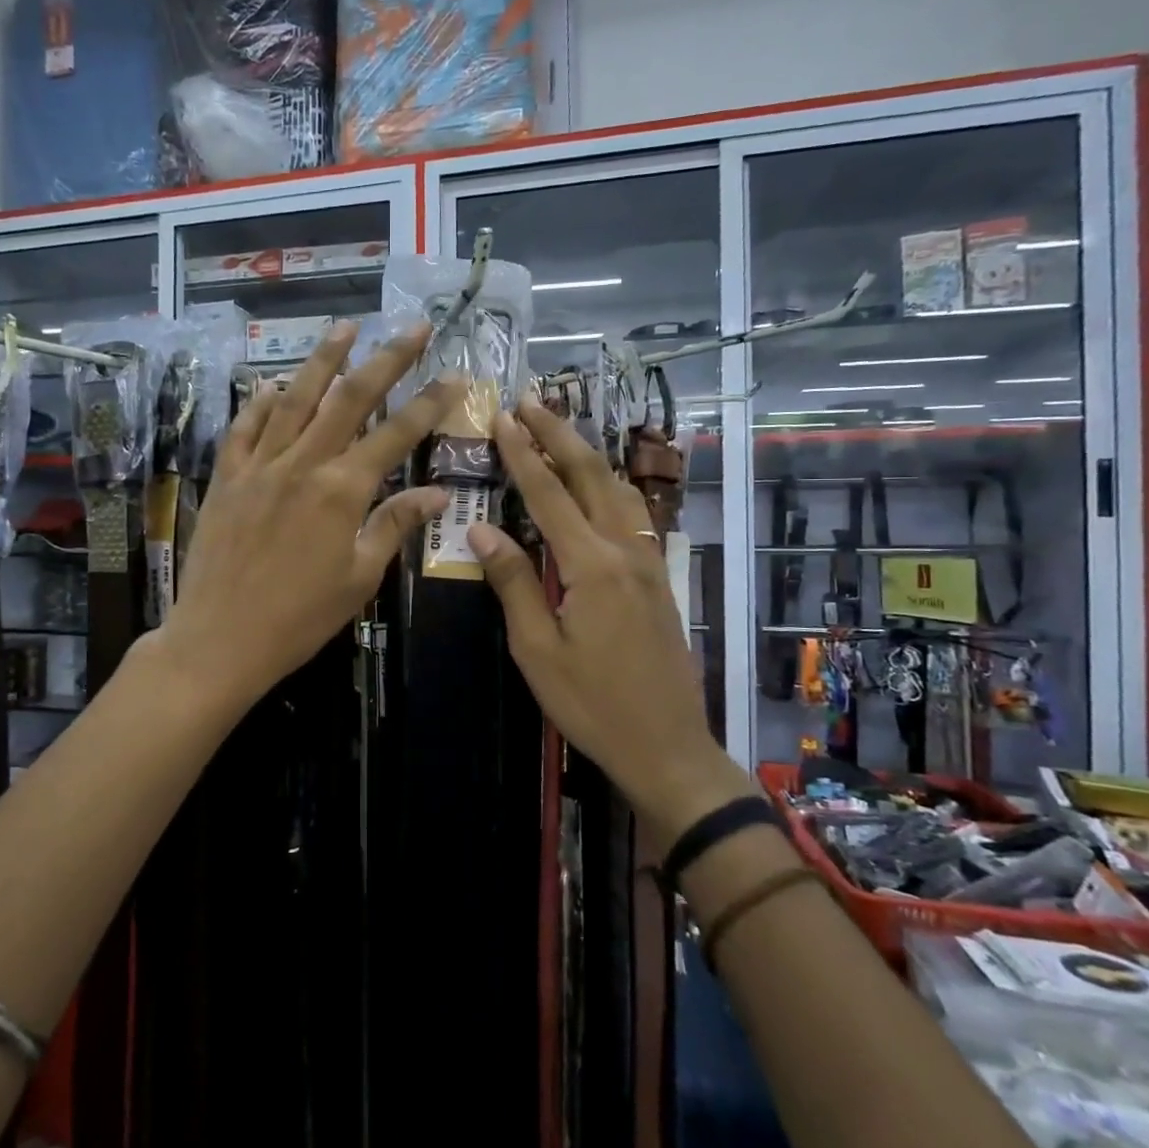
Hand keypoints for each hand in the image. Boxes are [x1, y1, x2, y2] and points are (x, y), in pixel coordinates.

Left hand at [156, 321, 458, 712]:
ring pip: (295, 399)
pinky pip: (245, 427)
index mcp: (342, 491)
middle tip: (412, 327)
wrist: (220, 639)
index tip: (455, 374)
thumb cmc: (299, 618)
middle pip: (350, 399)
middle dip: (386, 359)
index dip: (429, 402)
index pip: (396, 434)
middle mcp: (303, 464)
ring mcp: (260, 466)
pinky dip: (260, 401)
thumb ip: (394, 526)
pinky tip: (273, 383)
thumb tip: (437, 494)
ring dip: (323, 360)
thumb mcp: (359, 578)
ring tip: (344, 327)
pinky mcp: (227, 477)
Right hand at [466, 398, 754, 840]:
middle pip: (592, 475)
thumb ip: (514, 583)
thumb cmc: (592, 704)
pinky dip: (608, 484)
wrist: (667, 746)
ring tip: (559, 429)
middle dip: (559, 434)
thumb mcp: (537, 650)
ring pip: (618, 489)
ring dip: (587, 454)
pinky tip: (596, 485)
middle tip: (529, 401)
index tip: (501, 417)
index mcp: (592, 566)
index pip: (549, 494)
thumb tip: (481, 531)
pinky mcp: (657, 578)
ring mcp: (648, 562)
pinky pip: (632, 514)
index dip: (523, 453)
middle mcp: (625, 550)